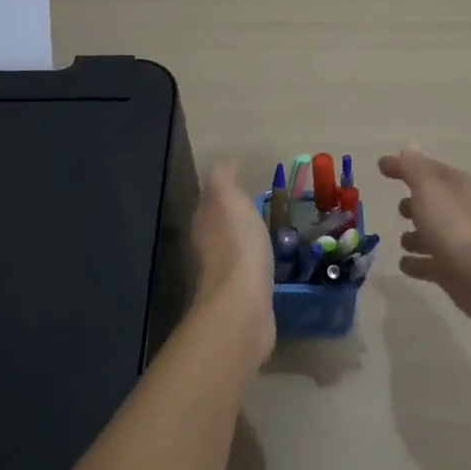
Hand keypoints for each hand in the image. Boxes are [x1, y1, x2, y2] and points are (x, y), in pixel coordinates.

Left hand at [189, 164, 276, 368]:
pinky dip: (253, 263)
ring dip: (243, 240)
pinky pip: (246, 271)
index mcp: (204, 223)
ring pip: (231, 249)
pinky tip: (267, 263)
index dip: (222, 191)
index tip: (241, 182)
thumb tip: (222, 163)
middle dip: (232, 216)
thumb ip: (224, 182)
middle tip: (256, 205)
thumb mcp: (230, 203)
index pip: (209, 201)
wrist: (243, 306)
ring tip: (265, 232)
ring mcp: (222, 275)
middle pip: (217, 226)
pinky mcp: (240, 296)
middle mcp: (206, 248)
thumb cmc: (238, 247)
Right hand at [378, 146, 470, 327]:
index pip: (426, 168)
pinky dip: (417, 263)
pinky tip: (405, 264)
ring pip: (431, 234)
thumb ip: (414, 168)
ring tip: (402, 240)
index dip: (404, 165)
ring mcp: (458, 242)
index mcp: (456, 185)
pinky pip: (429, 263)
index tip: (380, 167)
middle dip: (414, 203)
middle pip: (432, 202)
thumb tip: (409, 145)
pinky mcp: (453, 271)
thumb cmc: (456, 226)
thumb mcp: (429, 188)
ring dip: (415, 236)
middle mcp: (459, 210)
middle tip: (398, 208)